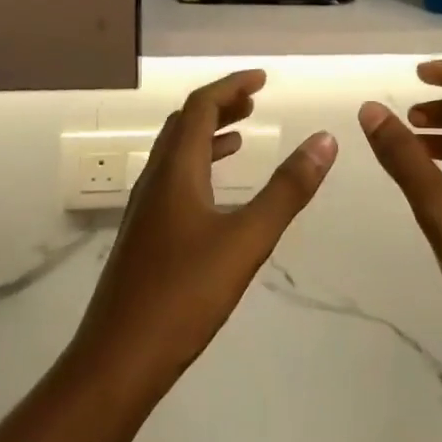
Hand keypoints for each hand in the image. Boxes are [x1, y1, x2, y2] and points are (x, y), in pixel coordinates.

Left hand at [73, 69, 336, 395]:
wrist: (116, 363)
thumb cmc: (184, 295)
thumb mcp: (247, 240)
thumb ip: (287, 190)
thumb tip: (325, 139)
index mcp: (176, 170)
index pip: (200, 107)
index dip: (230, 85)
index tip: (262, 78)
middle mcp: (155, 180)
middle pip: (184, 124)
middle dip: (220, 106)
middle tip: (255, 101)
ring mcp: (146, 210)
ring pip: (176, 153)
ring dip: (209, 135)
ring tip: (243, 136)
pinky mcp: (144, 237)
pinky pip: (174, 181)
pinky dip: (200, 167)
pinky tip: (218, 193)